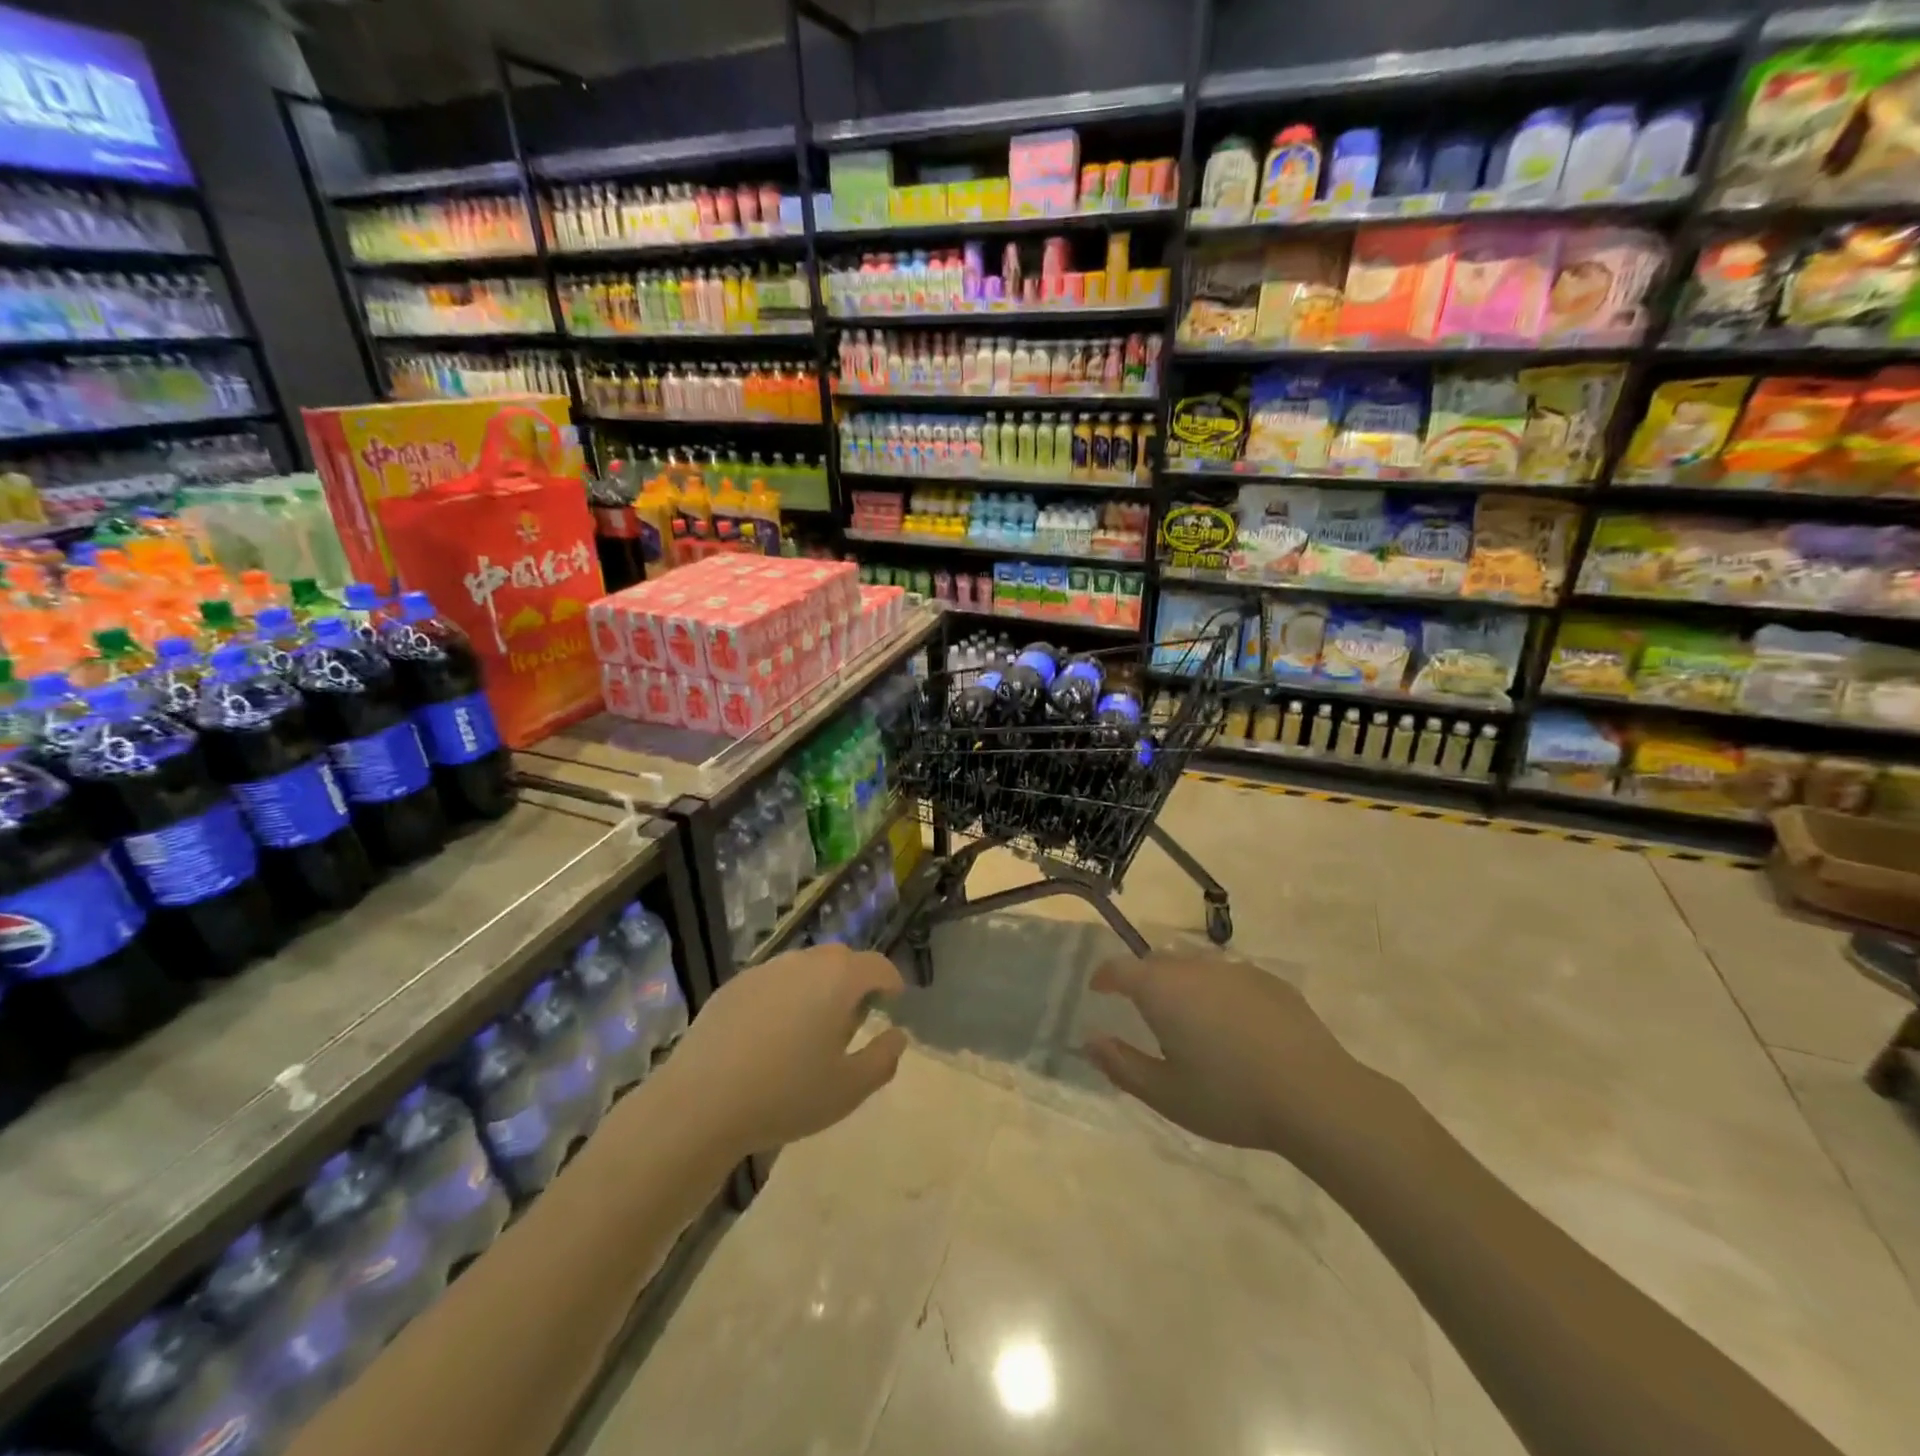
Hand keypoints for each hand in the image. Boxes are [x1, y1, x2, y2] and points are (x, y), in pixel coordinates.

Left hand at [654, 943, 908, 1157]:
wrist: (701, 1103)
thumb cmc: (787, 1094)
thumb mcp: (849, 1089)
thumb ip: (883, 1058)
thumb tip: (897, 1035)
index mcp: (838, 979)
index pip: (877, 965)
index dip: (890, 980)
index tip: (894, 999)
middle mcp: (803, 962)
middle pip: (840, 959)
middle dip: (854, 980)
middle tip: (854, 1015)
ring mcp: (764, 970)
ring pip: (803, 967)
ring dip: (817, 986)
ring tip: (812, 1026)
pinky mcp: (732, 986)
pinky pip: (772, 982)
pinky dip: (783, 996)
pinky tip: (772, 1034)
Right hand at [1083, 951, 1366, 1157]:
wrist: (1315, 1096)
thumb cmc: (1230, 1097)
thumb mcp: (1166, 1094)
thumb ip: (1121, 1065)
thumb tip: (1090, 1041)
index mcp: (1162, 990)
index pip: (1120, 968)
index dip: (1104, 977)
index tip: (1098, 989)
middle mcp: (1194, 967)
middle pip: (1157, 962)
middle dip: (1143, 979)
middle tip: (1144, 1011)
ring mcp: (1235, 970)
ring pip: (1195, 966)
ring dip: (1183, 984)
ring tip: (1190, 1018)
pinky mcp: (1270, 981)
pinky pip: (1230, 977)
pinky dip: (1219, 992)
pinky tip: (1235, 1025)